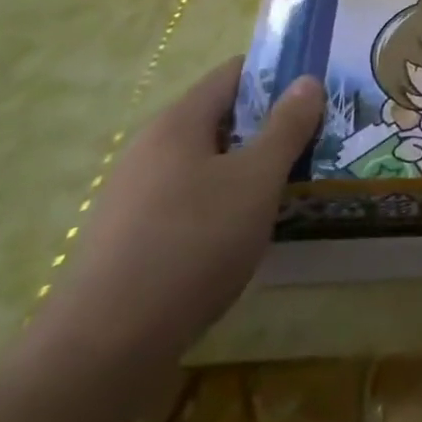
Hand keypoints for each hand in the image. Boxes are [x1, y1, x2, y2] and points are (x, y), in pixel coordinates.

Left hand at [46, 58, 324, 375]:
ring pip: (204, 163)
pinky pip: (186, 200)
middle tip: (312, 145)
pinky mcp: (129, 237)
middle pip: (219, 119)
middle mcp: (150, 148)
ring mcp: (134, 194)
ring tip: (286, 190)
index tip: (316, 95)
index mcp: (178, 122)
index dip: (277, 77)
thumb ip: (286, 127)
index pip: (233, 74)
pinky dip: (219, 204)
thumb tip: (307, 80)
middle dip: (266, 127)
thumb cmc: (192, 244)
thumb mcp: (256, 180)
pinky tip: (240, 235)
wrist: (105, 347)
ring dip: (245, 169)